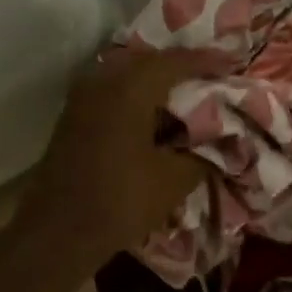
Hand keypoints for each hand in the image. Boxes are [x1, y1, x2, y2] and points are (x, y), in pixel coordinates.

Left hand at [20, 48, 216, 265]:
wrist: (59, 231)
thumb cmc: (121, 200)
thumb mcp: (175, 179)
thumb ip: (202, 153)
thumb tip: (219, 140)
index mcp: (130, 88)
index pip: (176, 62)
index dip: (208, 61)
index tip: (233, 63)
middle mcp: (103, 81)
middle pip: (150, 61)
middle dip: (182, 66)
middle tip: (211, 75)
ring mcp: (83, 97)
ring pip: (128, 74)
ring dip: (157, 81)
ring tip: (187, 93)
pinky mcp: (74, 116)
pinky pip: (113, 90)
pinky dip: (138, 95)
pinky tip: (156, 113)